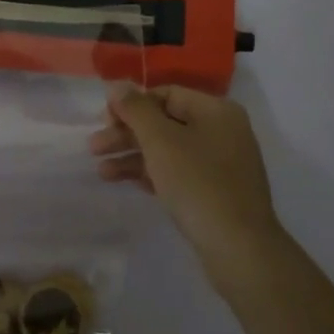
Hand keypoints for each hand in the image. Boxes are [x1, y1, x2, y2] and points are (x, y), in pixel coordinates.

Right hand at [89, 85, 285, 287]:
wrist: (239, 248)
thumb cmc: (198, 184)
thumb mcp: (161, 141)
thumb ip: (136, 110)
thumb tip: (117, 84)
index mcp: (216, 111)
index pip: (167, 94)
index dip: (132, 104)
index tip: (103, 119)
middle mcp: (222, 131)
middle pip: (166, 122)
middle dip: (127, 133)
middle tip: (94, 147)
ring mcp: (221, 164)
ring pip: (169, 150)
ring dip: (133, 156)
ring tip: (101, 171)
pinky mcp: (215, 192)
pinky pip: (177, 173)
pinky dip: (151, 173)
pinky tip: (123, 182)